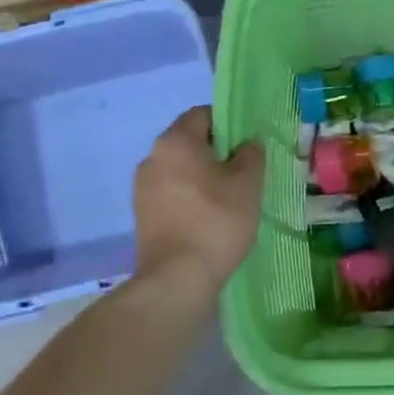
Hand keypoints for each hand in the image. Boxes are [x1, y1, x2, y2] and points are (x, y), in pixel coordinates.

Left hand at [132, 107, 265, 295]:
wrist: (176, 280)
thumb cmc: (216, 221)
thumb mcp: (248, 184)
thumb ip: (251, 154)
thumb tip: (247, 144)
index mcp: (175, 141)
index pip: (203, 114)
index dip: (229, 124)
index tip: (248, 146)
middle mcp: (152, 157)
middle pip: (189, 142)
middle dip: (216, 153)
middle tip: (243, 173)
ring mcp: (142, 188)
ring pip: (179, 170)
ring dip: (202, 177)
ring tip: (228, 199)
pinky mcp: (141, 215)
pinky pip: (171, 194)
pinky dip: (189, 198)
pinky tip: (208, 219)